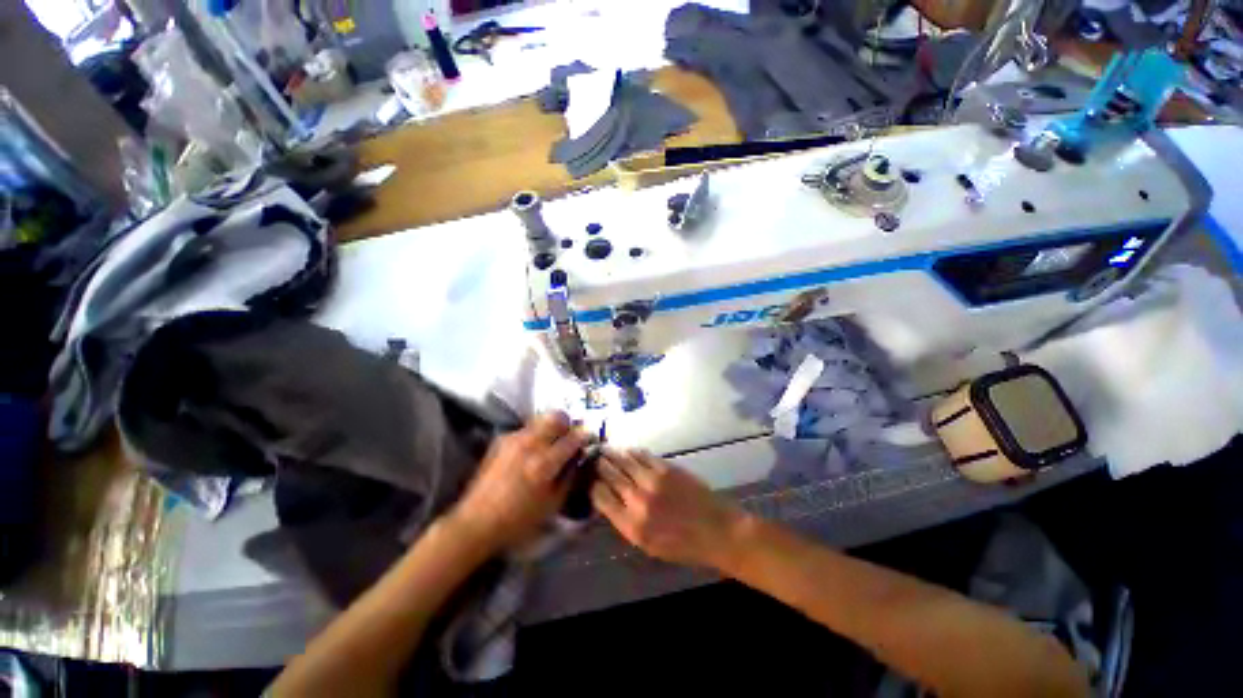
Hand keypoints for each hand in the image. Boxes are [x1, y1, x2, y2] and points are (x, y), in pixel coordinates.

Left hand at [447, 412, 588, 553]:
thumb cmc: (518, 520)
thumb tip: (579, 457)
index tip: (588, 438)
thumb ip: (570, 475)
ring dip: (550, 427)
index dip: (584, 436)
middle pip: (557, 416)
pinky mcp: (501, 439)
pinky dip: (534, 434)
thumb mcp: (553, 503)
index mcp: (544, 463)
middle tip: (569, 437)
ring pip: (541, 419)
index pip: (573, 438)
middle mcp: (530, 444)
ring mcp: (513, 439)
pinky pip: (526, 429)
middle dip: (567, 424)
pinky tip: (531, 451)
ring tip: (550, 443)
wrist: (476, 521)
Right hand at [590, 449, 749, 569]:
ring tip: (605, 450)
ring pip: (624, 461)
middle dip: (599, 465)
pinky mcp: (666, 468)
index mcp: (631, 525)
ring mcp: (652, 480)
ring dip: (612, 454)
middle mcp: (638, 500)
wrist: (716, 530)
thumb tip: (610, 500)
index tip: (589, 479)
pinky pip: (643, 455)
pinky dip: (633, 452)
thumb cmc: (683, 546)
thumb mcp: (648, 546)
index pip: (601, 498)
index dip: (592, 486)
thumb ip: (626, 523)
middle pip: (609, 475)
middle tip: (593, 458)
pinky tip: (628, 451)